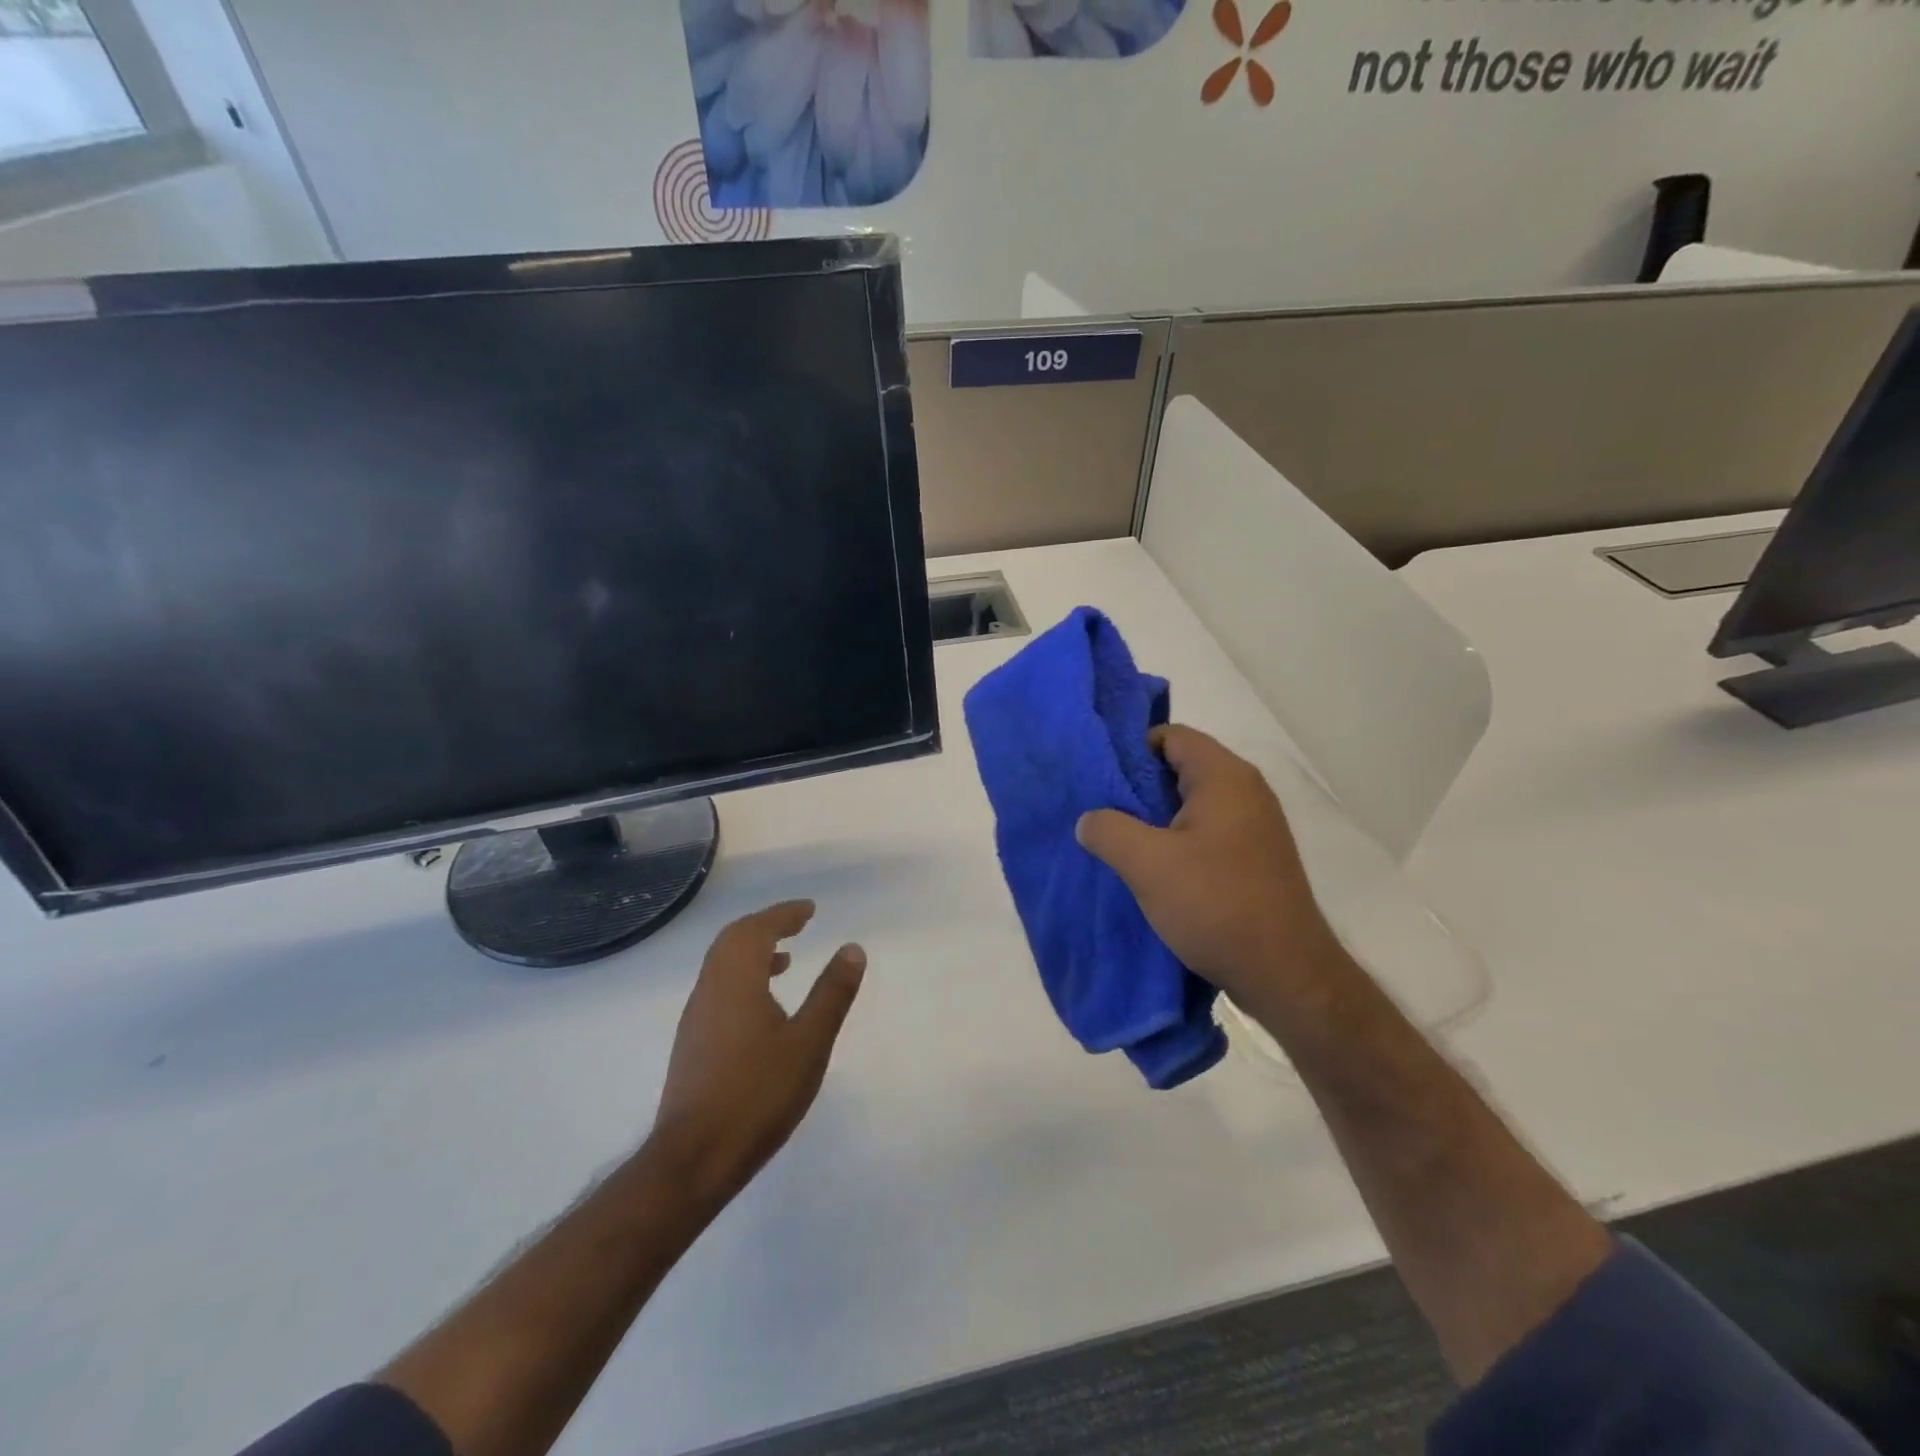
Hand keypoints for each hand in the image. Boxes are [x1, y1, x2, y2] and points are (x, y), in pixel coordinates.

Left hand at [650, 901, 863, 1207]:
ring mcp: (696, 1017)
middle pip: (733, 941)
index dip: (784, 914)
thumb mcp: (809, 1041)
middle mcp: (709, 989)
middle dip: (766, 926)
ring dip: (753, 953)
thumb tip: (852, 949)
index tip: (809, 909)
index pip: (757, 929)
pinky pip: (718, 989)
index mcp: (735, 979)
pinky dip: (743, 978)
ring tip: (786, 961)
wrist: (695, 1158)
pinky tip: (764, 1008)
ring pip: (722, 966)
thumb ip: (832, 992)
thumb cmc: (758, 1093)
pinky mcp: (692, 1044)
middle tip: (797, 925)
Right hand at [1076, 725, 1342, 1019]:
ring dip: (1155, 818)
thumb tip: (1088, 820)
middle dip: (1138, 786)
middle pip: (1181, 767)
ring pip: (1192, 803)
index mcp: (1224, 777)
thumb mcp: (1146, 864)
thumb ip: (1107, 830)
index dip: (1131, 749)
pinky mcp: (1256, 857)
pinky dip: (1177, 840)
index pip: (1171, 735)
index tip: (1100, 779)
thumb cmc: (1215, 905)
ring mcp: (1255, 825)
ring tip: (1120, 842)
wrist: (1285, 974)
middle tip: (1101, 811)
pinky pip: (1207, 830)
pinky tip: (1154, 868)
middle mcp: (1246, 790)